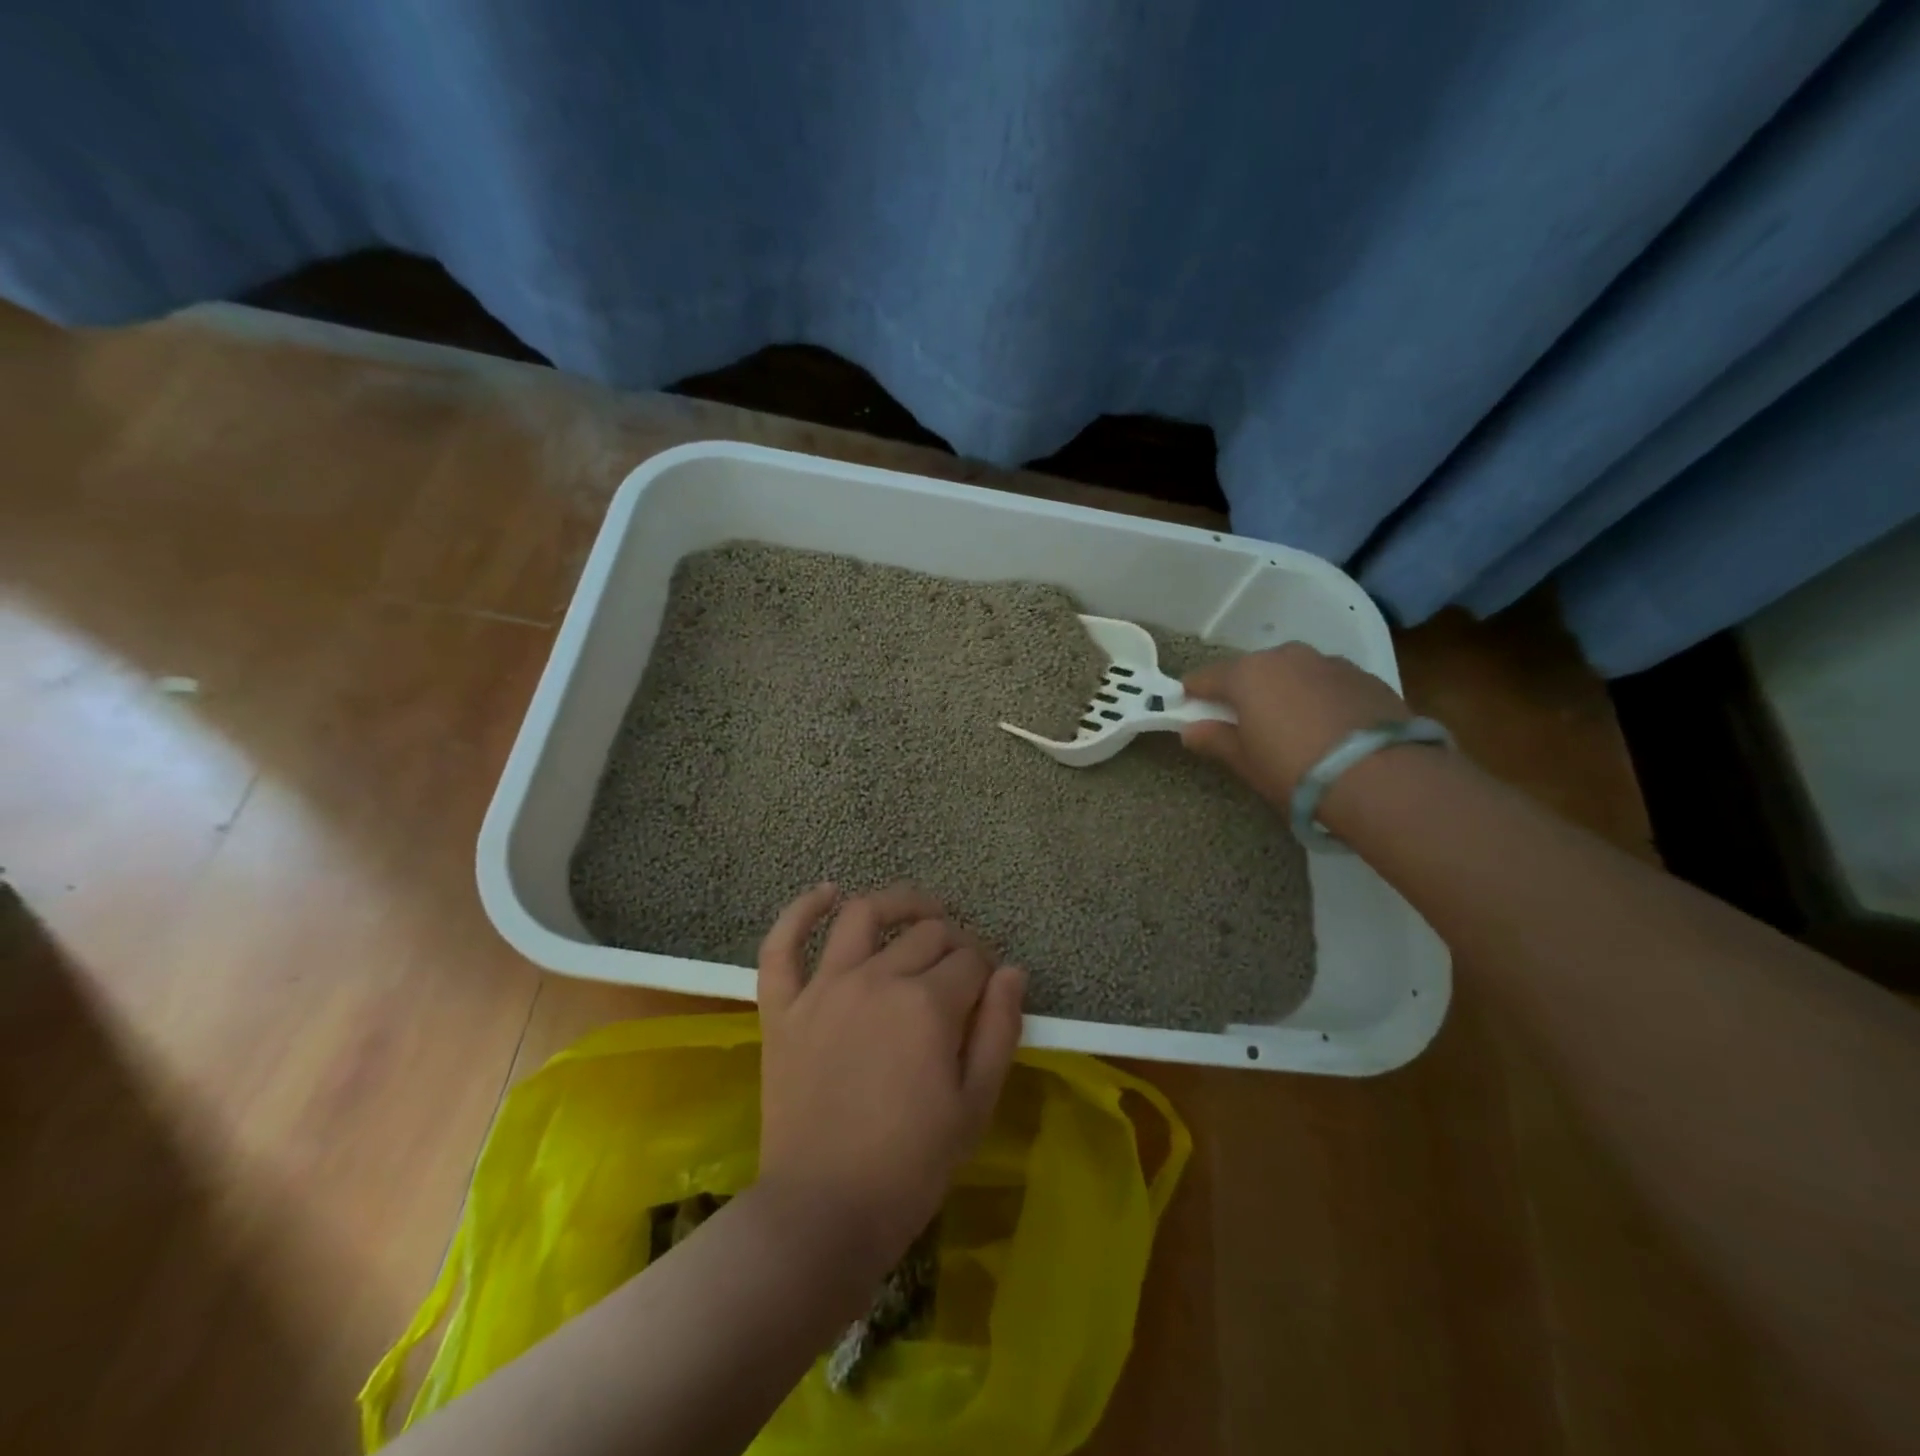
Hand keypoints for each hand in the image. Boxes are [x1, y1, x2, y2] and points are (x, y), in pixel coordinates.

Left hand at [755, 884, 1025, 1273]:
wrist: (823, 1212)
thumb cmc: (911, 1165)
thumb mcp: (976, 1104)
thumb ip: (1000, 1029)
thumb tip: (1013, 971)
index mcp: (928, 1005)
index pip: (970, 960)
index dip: (988, 968)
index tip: (991, 987)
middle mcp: (876, 979)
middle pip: (926, 934)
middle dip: (955, 940)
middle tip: (962, 963)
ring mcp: (823, 989)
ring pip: (863, 917)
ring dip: (896, 902)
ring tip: (916, 909)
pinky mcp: (782, 1007)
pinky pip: (782, 946)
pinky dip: (801, 911)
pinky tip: (827, 893)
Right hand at [1181, 643, 1409, 806]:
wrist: (1382, 778)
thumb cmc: (1295, 770)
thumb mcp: (1247, 762)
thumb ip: (1216, 740)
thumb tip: (1191, 730)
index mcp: (1249, 674)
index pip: (1208, 677)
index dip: (1194, 692)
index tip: (1186, 704)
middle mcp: (1287, 657)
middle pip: (1254, 670)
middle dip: (1245, 690)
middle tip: (1243, 720)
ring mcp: (1330, 663)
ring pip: (1295, 672)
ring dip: (1286, 690)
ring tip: (1291, 724)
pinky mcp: (1366, 678)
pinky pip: (1328, 683)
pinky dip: (1320, 697)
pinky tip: (1328, 727)